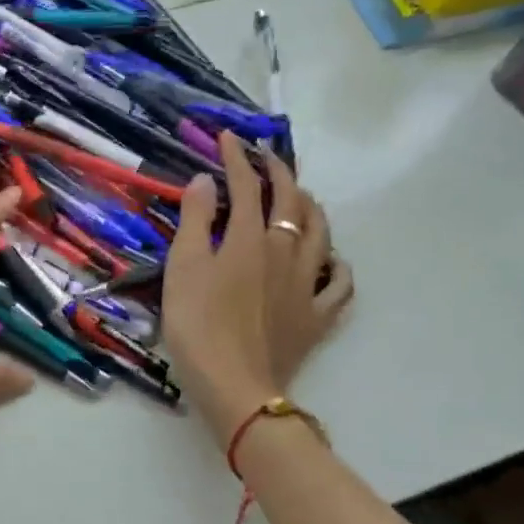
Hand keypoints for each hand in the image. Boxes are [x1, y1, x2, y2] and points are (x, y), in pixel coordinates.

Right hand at [161, 133, 351, 445]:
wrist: (234, 385)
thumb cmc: (198, 325)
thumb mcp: (183, 267)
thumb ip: (196, 220)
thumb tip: (207, 180)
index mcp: (250, 238)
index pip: (247, 186)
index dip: (237, 158)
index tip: (229, 138)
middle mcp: (286, 252)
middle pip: (291, 202)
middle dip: (280, 173)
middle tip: (267, 158)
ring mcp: (307, 285)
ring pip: (321, 234)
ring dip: (312, 208)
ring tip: (302, 198)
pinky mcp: (317, 316)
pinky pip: (340, 285)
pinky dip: (338, 266)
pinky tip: (331, 261)